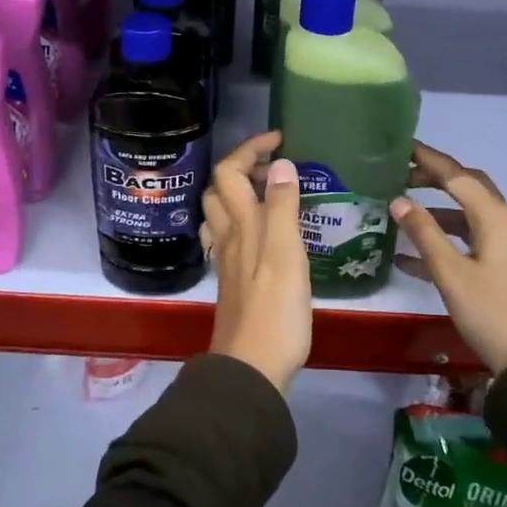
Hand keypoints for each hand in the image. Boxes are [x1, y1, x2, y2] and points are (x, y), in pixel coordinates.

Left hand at [201, 131, 311, 391]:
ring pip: (221, 214)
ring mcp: (228, 261)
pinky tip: (263, 235)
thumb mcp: (287, 253)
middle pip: (219, 189)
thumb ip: (283, 207)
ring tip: (271, 194)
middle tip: (276, 167)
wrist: (252, 367)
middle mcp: (228, 237)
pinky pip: (230, 238)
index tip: (279, 139)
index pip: (231, 171)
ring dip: (239, 194)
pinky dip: (243, 223)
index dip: (250, 148)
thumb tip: (280, 163)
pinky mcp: (234, 282)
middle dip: (242, 167)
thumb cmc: (275, 310)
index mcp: (241, 224)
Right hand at [391, 141, 506, 375]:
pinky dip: (442, 238)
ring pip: (465, 214)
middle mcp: (502, 222)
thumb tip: (398, 200)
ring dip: (435, 208)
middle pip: (465, 187)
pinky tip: (408, 254)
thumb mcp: (451, 272)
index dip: (427, 159)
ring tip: (400, 207)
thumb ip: (424, 233)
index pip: (456, 175)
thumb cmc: (491, 311)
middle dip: (433, 177)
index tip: (400, 146)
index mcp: (493, 216)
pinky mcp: (500, 266)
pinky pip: (467, 240)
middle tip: (399, 173)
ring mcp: (503, 245)